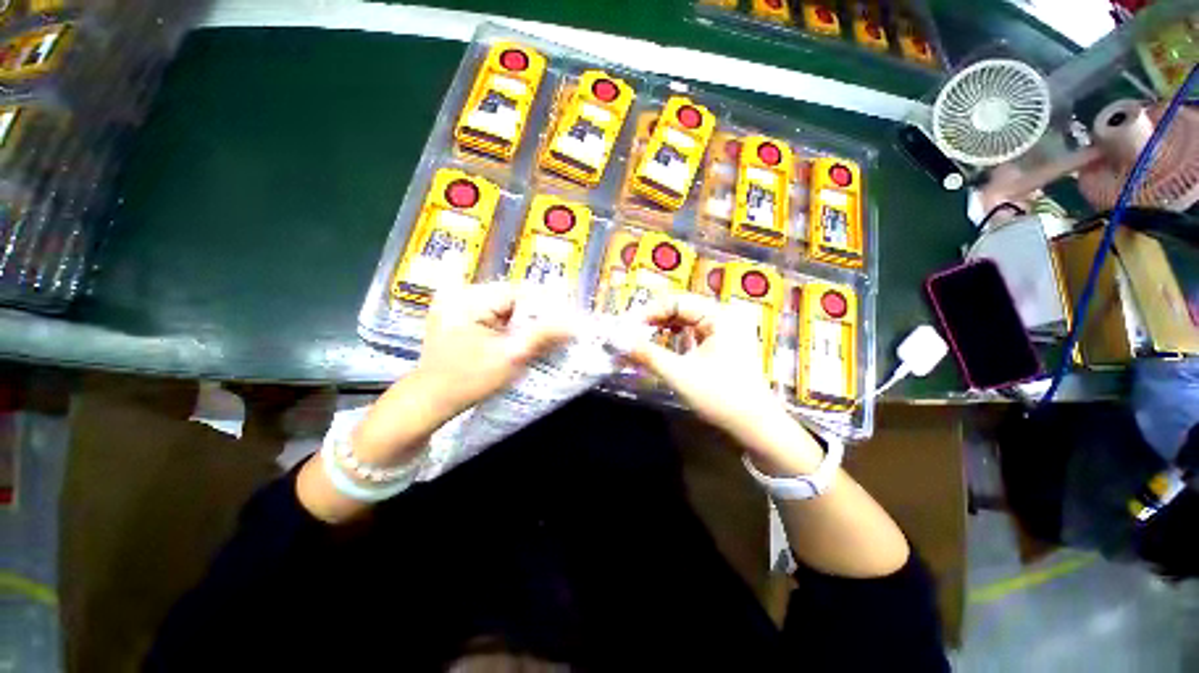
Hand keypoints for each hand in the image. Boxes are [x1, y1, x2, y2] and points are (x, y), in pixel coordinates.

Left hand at [351, 283, 572, 463]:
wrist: (430, 400)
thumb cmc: (468, 380)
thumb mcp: (510, 357)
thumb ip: (543, 336)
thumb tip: (575, 324)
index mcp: (472, 297)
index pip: (522, 292)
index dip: (547, 307)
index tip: (568, 323)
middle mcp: (464, 292)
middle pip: (515, 297)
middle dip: (536, 315)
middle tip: (558, 334)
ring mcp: (459, 302)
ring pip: (507, 306)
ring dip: (524, 321)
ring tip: (542, 338)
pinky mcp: (460, 315)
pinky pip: (495, 313)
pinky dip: (510, 323)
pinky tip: (519, 335)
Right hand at [625, 294, 822, 474]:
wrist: (756, 426)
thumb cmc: (720, 396)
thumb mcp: (678, 374)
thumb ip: (647, 354)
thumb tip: (617, 340)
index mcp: (719, 316)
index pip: (677, 301)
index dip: (649, 312)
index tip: (627, 326)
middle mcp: (724, 316)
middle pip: (681, 309)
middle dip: (654, 319)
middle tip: (631, 332)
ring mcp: (725, 331)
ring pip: (686, 321)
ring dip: (663, 327)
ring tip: (642, 337)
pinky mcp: (723, 345)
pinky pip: (693, 333)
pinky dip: (675, 338)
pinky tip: (663, 345)